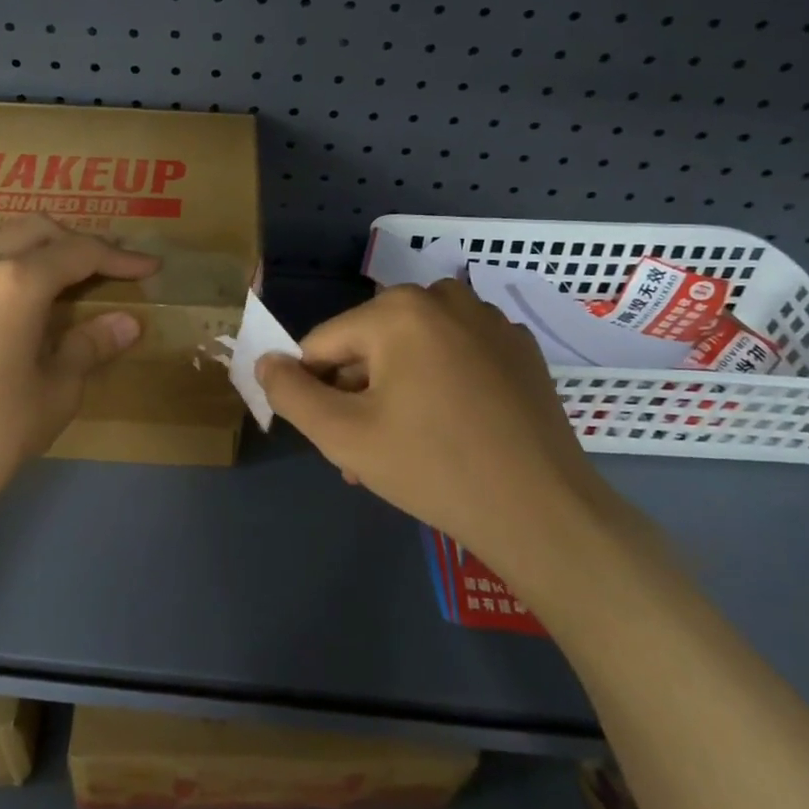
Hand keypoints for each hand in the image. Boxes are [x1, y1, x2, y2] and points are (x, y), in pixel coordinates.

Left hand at [0, 215, 157, 536]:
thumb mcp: (56, 393)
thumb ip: (91, 345)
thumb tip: (128, 322)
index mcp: (16, 284)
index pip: (78, 252)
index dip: (118, 257)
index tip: (147, 267)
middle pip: (30, 230)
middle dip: (71, 240)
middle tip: (97, 266)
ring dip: (21, 247)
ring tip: (41, 275)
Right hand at [256, 279, 628, 604]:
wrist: (542, 512)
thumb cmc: (433, 467)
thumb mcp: (343, 435)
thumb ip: (290, 393)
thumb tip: (266, 361)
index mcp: (398, 309)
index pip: (324, 344)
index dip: (315, 392)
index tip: (332, 439)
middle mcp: (443, 297)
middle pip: (370, 346)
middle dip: (357, 397)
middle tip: (365, 454)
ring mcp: (488, 320)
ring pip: (412, 351)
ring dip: (395, 393)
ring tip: (403, 449)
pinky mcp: (519, 348)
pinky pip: (455, 356)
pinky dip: (439, 385)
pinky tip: (451, 431)